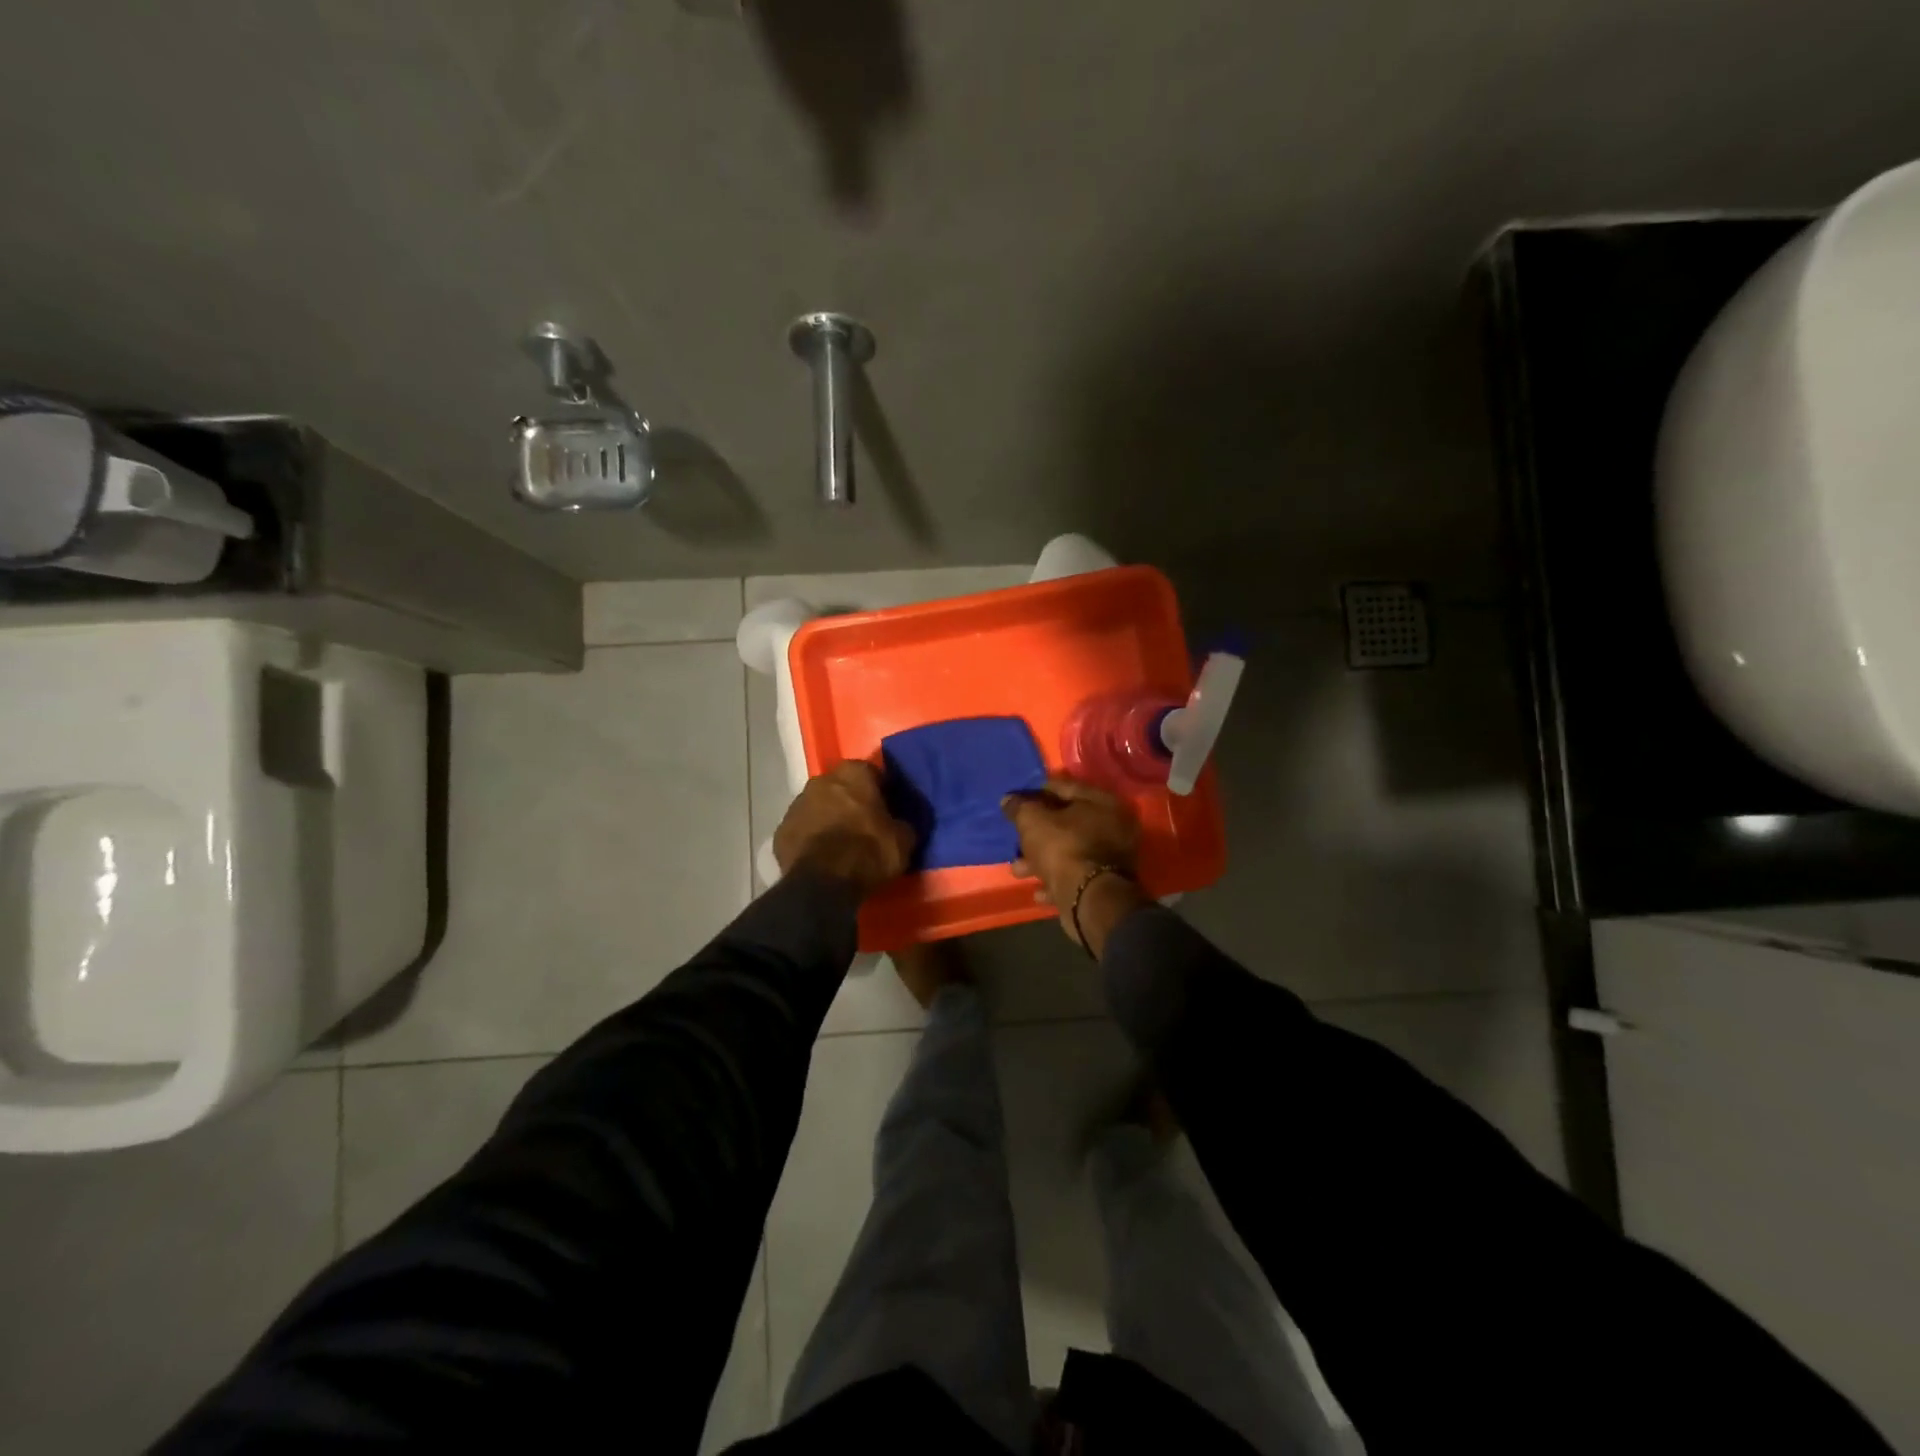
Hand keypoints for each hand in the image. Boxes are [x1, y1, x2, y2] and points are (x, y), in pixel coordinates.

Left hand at [774, 761, 916, 897]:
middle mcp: (821, 780)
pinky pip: (802, 830)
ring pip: (817, 807)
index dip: (880, 791)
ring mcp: (796, 805)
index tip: (887, 809)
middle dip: (850, 801)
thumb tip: (899, 825)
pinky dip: (811, 839)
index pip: (871, 773)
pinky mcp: (780, 831)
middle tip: (863, 825)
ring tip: (840, 844)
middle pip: (840, 787)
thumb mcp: (902, 840)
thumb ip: (901, 824)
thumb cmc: (869, 852)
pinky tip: (821, 858)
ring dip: (828, 818)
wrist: (823, 882)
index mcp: (853, 773)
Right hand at [1001, 778, 1146, 950]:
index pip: (1065, 788)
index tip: (1018, 801)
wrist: (1089, 900)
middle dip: (1038, 833)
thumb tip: (1009, 800)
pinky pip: (1076, 877)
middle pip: (1068, 823)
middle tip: (1016, 838)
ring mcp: (1113, 858)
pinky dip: (1057, 881)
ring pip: (1070, 852)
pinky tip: (1038, 891)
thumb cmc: (1062, 848)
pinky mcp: (1107, 885)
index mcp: (1102, 802)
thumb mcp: (1032, 821)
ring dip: (1042, 860)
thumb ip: (1020, 808)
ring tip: (1018, 870)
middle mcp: (1114, 827)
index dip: (1038, 793)